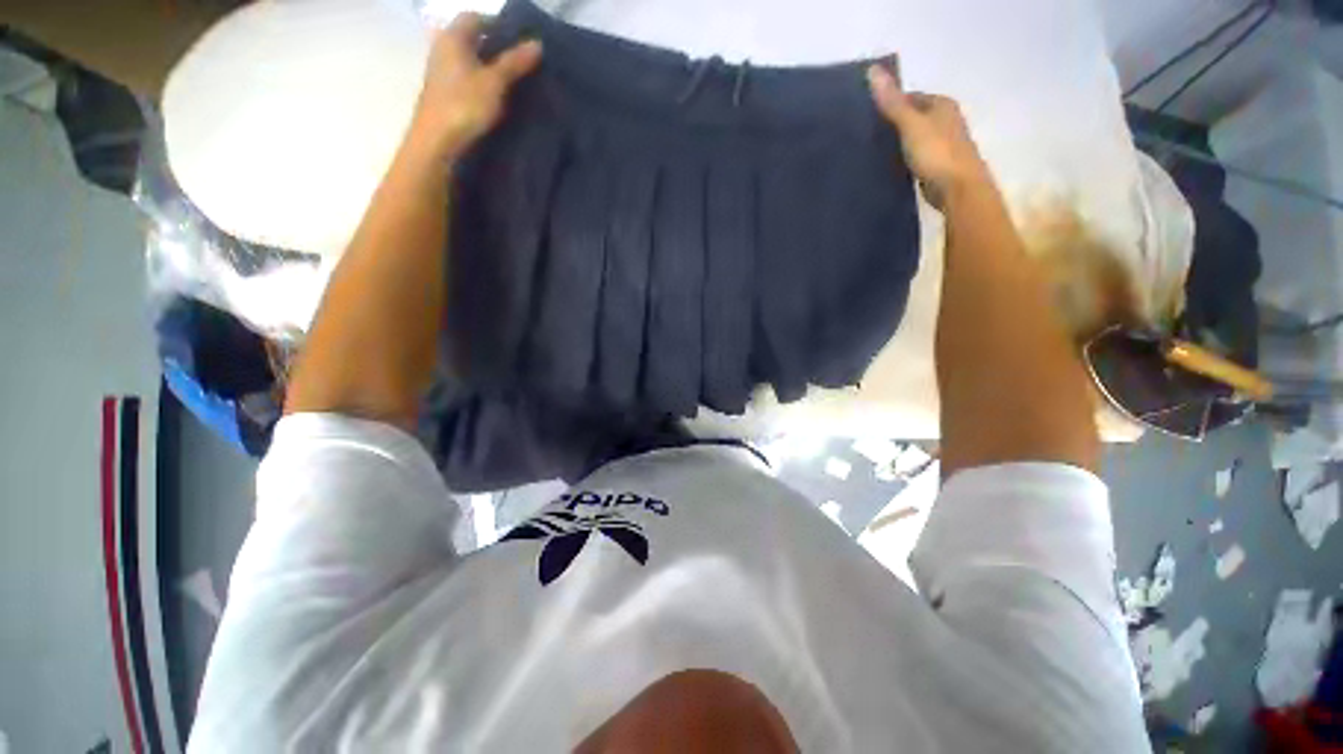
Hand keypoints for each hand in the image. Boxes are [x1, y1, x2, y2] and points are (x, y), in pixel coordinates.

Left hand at [408, 13, 542, 161]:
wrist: (437, 141)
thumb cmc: (465, 105)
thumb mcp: (495, 82)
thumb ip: (514, 62)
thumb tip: (537, 43)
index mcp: (453, 37)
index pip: (475, 17)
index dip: (497, 24)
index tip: (519, 39)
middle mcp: (443, 48)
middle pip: (471, 38)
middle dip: (495, 46)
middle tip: (521, 60)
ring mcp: (441, 72)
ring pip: (469, 60)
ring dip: (489, 66)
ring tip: (514, 80)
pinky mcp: (444, 93)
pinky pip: (466, 78)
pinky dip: (481, 81)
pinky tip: (497, 96)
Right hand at [867, 63, 988, 207]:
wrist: (958, 189)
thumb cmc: (937, 153)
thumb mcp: (911, 124)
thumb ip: (892, 102)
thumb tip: (872, 71)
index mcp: (942, 105)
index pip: (910, 97)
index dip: (890, 103)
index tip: (866, 116)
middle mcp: (945, 120)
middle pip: (913, 117)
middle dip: (892, 124)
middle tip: (865, 135)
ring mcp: (942, 144)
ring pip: (913, 138)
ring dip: (897, 143)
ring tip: (871, 152)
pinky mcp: (936, 166)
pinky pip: (914, 157)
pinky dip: (901, 159)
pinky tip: (886, 167)